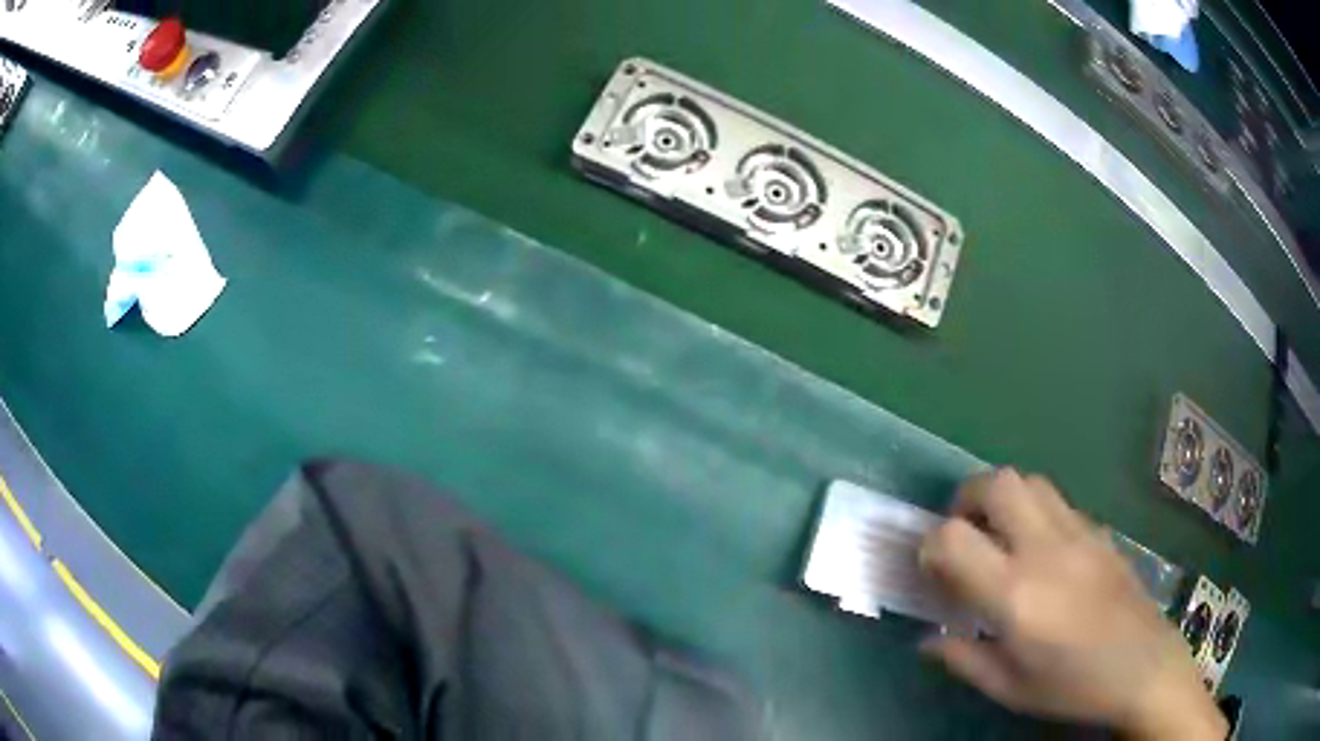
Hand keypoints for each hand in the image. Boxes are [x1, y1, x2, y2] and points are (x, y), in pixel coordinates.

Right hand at [918, 469, 1227, 739]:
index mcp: (1016, 595)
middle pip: (996, 484)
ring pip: (1029, 481)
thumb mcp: (1009, 688)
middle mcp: (1045, 549)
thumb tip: (926, 640)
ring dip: (1003, 499)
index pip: (953, 538)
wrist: (1143, 665)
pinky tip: (1041, 551)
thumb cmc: (1072, 686)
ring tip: (1000, 536)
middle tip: (963, 534)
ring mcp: (1077, 532)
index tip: (930, 569)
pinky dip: (1035, 512)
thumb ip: (963, 659)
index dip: (929, 546)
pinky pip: (1057, 501)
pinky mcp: (1098, 530)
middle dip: (966, 500)